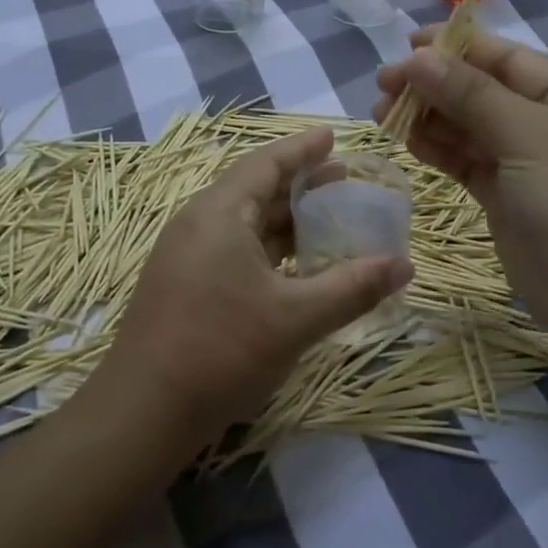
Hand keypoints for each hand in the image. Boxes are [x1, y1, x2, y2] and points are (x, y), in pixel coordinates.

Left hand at [84, 127, 413, 456]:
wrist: (143, 411)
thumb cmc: (222, 350)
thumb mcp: (296, 318)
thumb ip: (352, 288)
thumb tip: (405, 265)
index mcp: (220, 213)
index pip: (266, 163)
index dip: (303, 148)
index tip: (333, 136)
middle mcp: (198, 222)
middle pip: (254, 188)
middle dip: (299, 183)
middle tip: (342, 179)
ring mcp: (185, 253)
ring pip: (243, 221)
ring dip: (283, 218)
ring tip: (325, 219)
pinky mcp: (182, 282)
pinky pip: (231, 245)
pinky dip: (266, 245)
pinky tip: (291, 265)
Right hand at [373, 29, 547, 346]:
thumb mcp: (530, 138)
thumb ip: (472, 95)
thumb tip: (419, 57)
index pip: (508, 59)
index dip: (458, 47)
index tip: (407, 43)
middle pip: (484, 92)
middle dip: (435, 84)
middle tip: (384, 82)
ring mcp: (529, 167)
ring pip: (470, 129)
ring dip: (429, 118)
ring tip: (381, 112)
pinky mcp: (509, 202)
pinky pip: (468, 164)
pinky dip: (438, 151)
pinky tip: (406, 140)